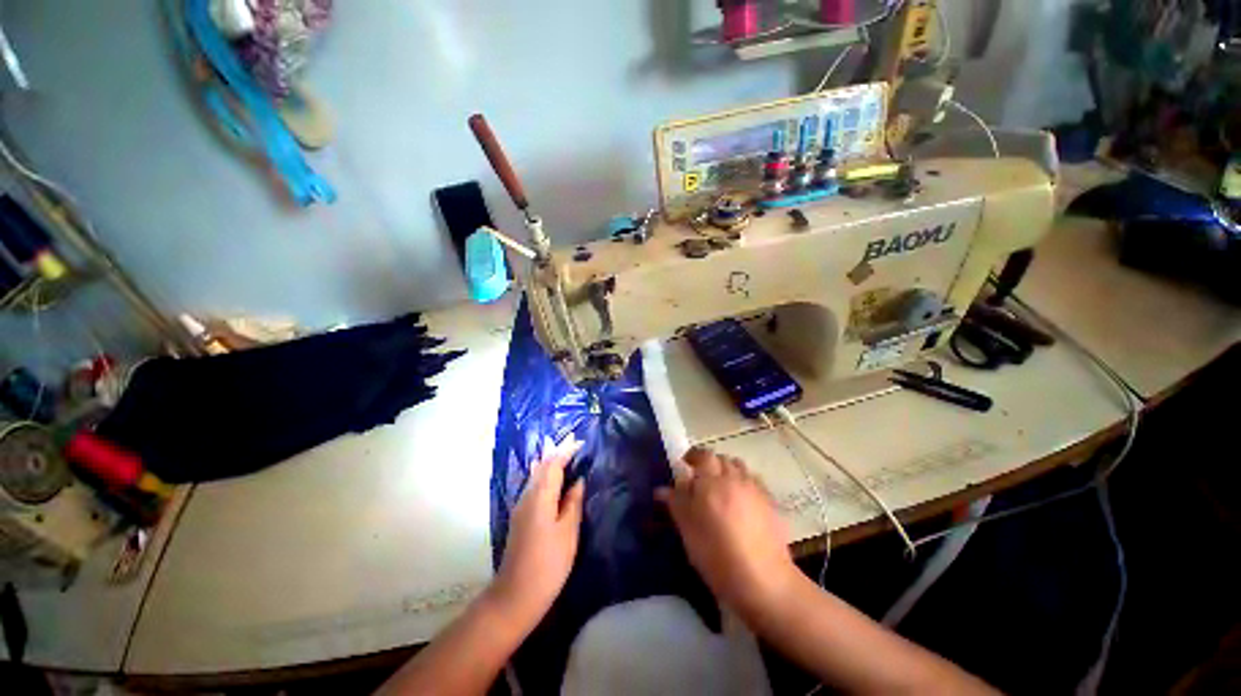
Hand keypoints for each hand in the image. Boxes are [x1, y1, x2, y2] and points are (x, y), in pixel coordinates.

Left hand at [490, 437, 585, 628]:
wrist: (515, 596)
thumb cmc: (548, 564)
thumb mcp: (568, 532)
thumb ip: (573, 503)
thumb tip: (578, 481)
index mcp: (541, 497)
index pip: (553, 465)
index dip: (566, 451)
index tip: (579, 441)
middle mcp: (527, 497)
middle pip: (542, 467)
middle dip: (556, 452)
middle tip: (571, 441)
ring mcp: (521, 507)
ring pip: (535, 476)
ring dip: (548, 462)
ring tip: (560, 451)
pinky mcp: (520, 517)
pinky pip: (532, 486)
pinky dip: (542, 475)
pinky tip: (545, 476)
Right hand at [656, 447, 800, 620]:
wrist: (763, 580)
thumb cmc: (717, 556)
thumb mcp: (688, 531)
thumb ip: (676, 504)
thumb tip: (661, 489)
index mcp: (711, 482)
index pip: (702, 455)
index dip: (693, 456)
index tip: (685, 465)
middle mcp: (734, 478)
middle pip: (722, 459)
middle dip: (710, 464)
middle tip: (701, 479)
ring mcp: (755, 489)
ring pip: (740, 467)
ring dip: (728, 470)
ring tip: (722, 488)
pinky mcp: (771, 502)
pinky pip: (754, 481)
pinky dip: (744, 482)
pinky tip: (742, 501)